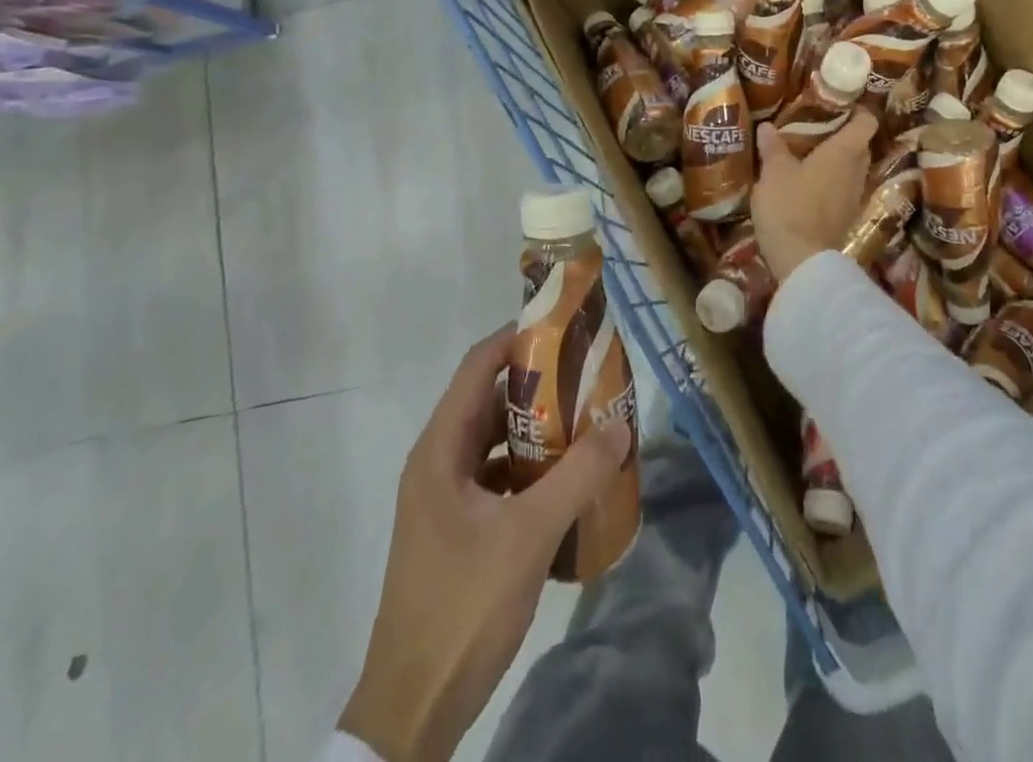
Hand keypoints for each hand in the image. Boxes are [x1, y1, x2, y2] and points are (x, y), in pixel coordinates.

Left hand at [339, 328, 633, 761]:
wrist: (412, 708)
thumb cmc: (463, 606)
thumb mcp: (528, 536)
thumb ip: (577, 476)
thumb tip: (620, 422)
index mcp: (441, 450)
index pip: (478, 367)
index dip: (518, 339)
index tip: (565, 326)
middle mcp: (439, 462)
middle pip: (491, 401)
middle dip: (541, 385)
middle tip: (591, 375)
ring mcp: (446, 498)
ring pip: (497, 441)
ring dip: (539, 429)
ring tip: (588, 421)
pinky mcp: (458, 528)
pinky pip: (498, 477)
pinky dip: (531, 468)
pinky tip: (568, 480)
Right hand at [753, 108, 878, 280]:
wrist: (801, 260)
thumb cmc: (789, 206)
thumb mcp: (773, 172)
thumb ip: (773, 147)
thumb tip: (767, 126)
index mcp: (844, 152)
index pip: (866, 122)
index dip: (857, 111)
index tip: (837, 105)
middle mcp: (857, 171)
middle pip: (859, 145)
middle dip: (842, 135)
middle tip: (815, 129)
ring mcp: (854, 196)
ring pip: (852, 169)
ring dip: (836, 161)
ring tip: (808, 155)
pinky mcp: (846, 217)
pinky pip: (843, 189)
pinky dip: (830, 182)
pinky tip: (808, 184)